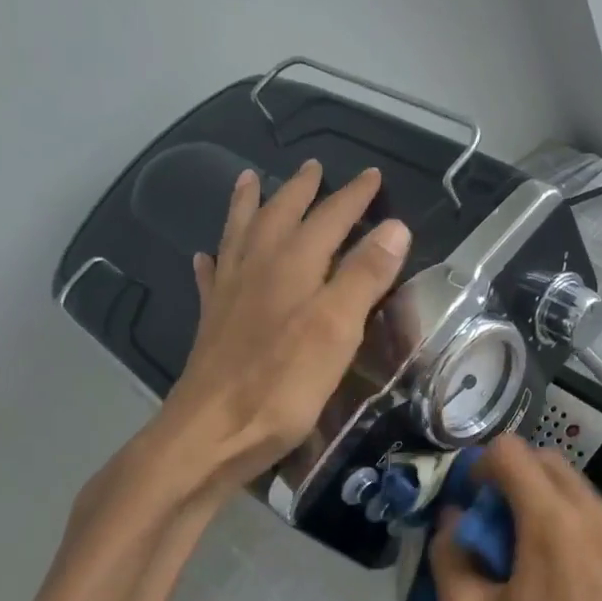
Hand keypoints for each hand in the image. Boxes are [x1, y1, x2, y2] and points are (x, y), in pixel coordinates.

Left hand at [172, 160, 411, 489]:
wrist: (212, 433)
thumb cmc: (283, 385)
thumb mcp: (337, 330)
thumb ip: (365, 276)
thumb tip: (395, 226)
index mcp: (293, 266)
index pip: (329, 218)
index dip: (352, 196)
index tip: (371, 175)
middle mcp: (257, 269)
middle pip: (280, 216)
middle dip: (300, 190)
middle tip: (312, 167)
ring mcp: (229, 294)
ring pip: (239, 235)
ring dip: (247, 205)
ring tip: (247, 180)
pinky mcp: (212, 323)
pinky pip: (211, 278)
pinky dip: (212, 260)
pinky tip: (205, 256)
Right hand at [429, 437, 601, 600]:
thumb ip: (451, 558)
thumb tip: (452, 522)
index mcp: (551, 521)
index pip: (510, 451)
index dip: (478, 468)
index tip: (466, 508)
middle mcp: (589, 512)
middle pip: (540, 459)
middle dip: (505, 477)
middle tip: (483, 526)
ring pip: (564, 482)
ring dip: (531, 496)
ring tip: (510, 549)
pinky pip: (582, 509)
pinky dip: (554, 515)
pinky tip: (539, 566)